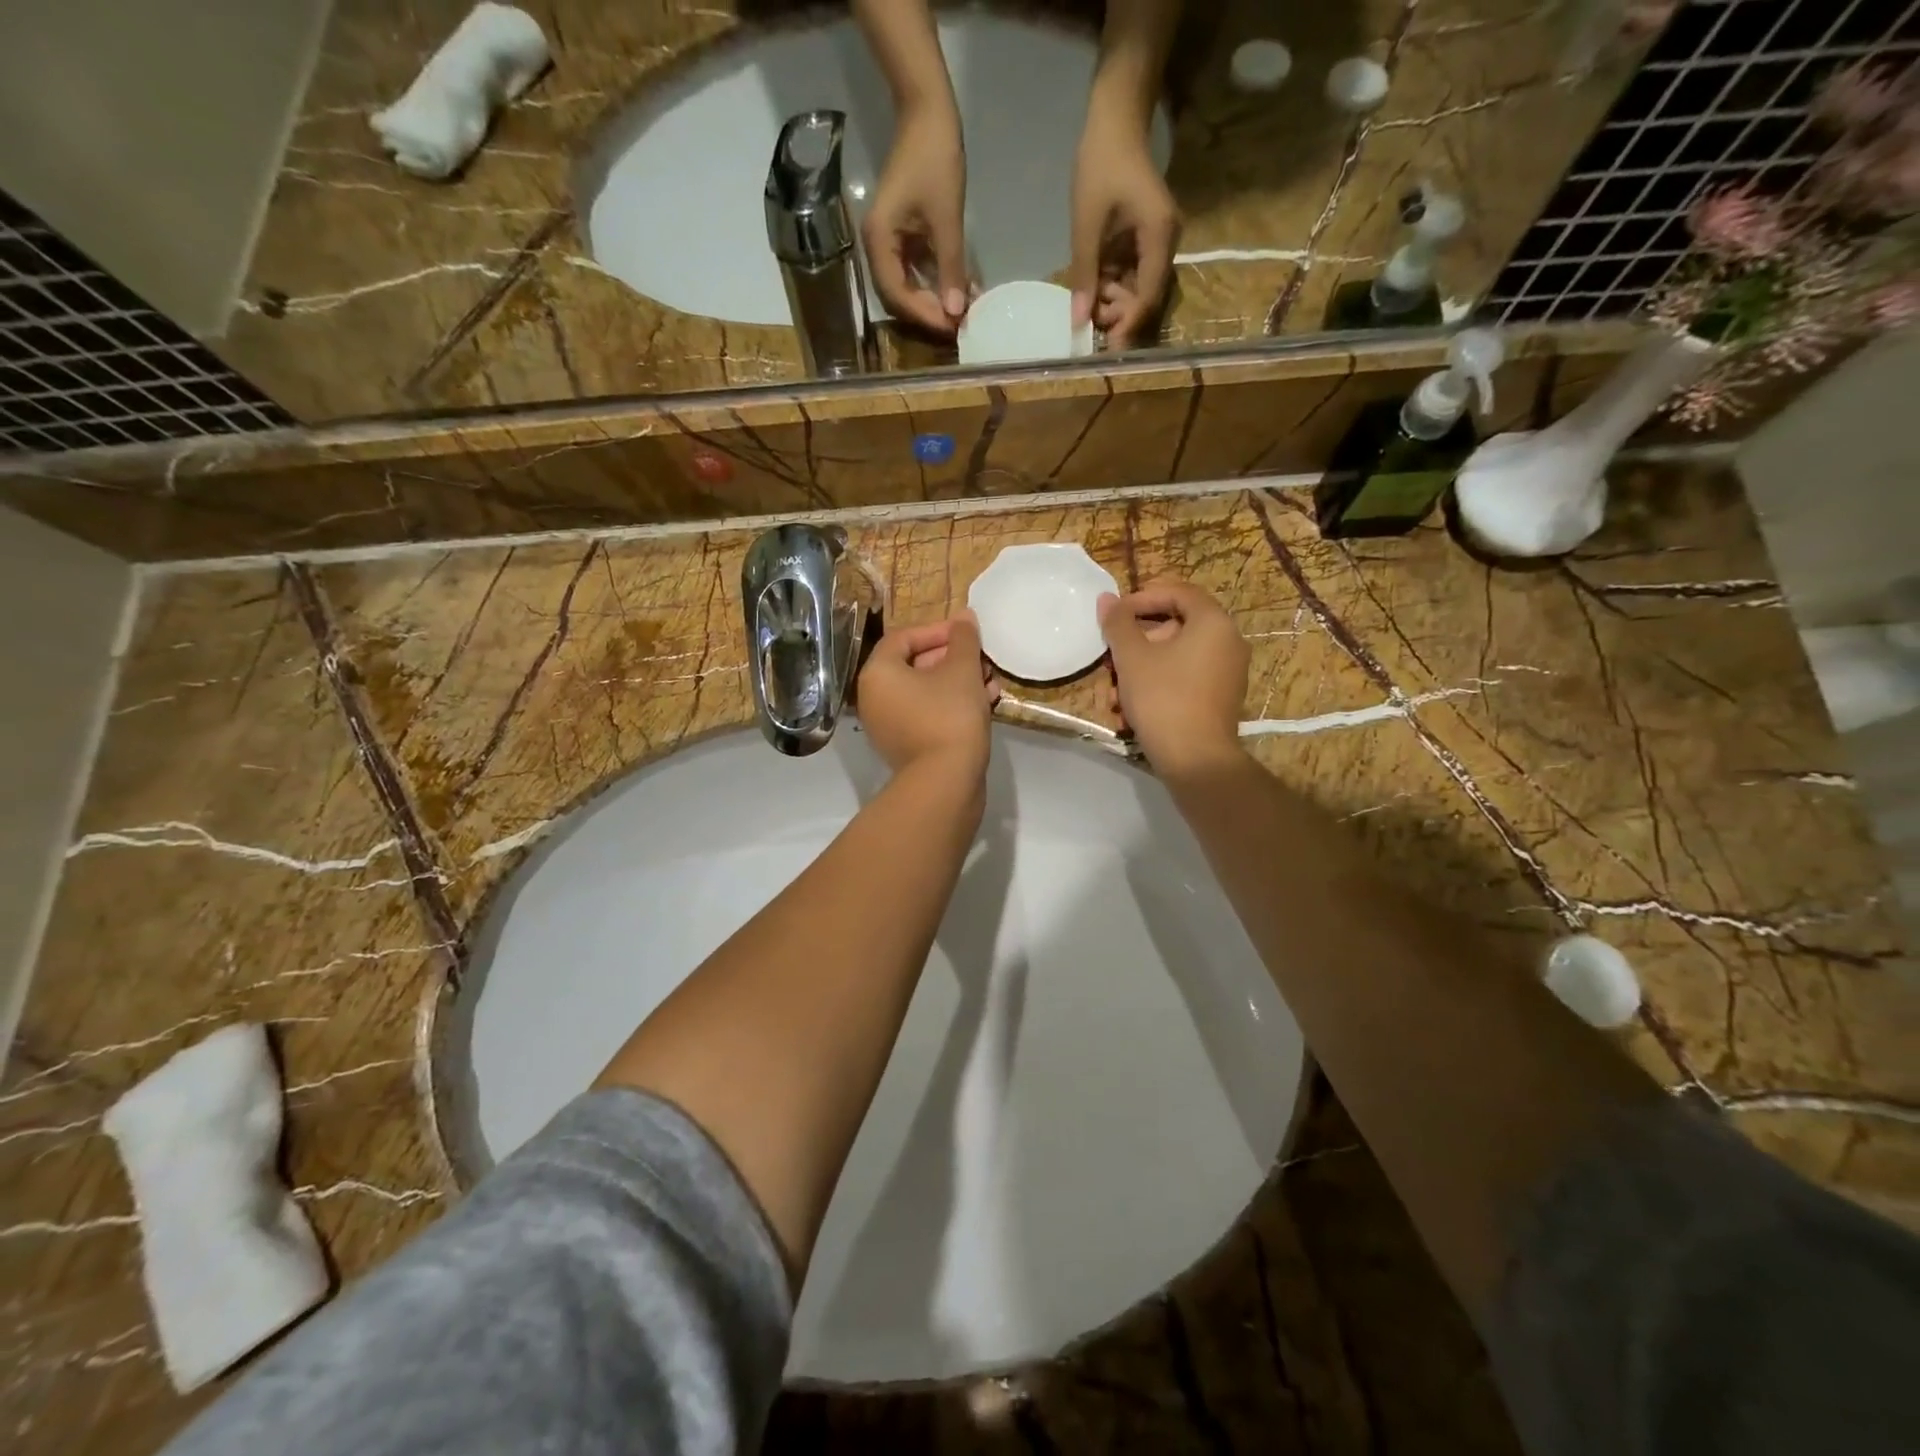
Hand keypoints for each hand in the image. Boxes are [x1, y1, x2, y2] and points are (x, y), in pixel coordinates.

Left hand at [856, 612, 996, 778]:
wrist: (946, 782)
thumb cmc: (950, 715)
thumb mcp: (962, 670)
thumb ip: (964, 639)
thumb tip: (964, 615)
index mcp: (878, 674)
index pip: (902, 638)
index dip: (937, 630)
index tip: (966, 632)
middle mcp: (875, 698)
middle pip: (914, 665)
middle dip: (952, 658)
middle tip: (981, 657)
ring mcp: (889, 726)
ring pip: (925, 692)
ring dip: (958, 681)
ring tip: (989, 680)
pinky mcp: (907, 747)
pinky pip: (928, 714)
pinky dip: (952, 705)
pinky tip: (984, 702)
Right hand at [863, 101, 968, 336]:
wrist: (927, 113)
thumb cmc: (934, 160)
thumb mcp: (946, 219)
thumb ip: (950, 268)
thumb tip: (956, 312)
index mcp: (879, 241)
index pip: (897, 295)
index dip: (924, 315)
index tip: (952, 327)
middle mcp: (877, 247)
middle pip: (899, 296)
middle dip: (928, 312)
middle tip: (958, 325)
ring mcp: (889, 242)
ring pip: (908, 287)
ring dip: (933, 300)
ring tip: (960, 311)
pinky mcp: (902, 236)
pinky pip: (916, 270)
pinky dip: (935, 282)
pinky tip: (957, 290)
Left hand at [1069, 97, 1178, 349]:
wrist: (1116, 119)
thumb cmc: (1101, 164)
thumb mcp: (1086, 224)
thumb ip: (1084, 275)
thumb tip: (1078, 322)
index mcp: (1160, 237)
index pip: (1148, 296)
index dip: (1128, 325)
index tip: (1107, 349)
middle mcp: (1167, 244)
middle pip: (1146, 297)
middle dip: (1119, 313)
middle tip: (1088, 317)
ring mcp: (1158, 242)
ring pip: (1139, 289)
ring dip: (1114, 300)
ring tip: (1089, 298)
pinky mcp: (1147, 240)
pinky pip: (1133, 274)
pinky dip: (1114, 284)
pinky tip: (1096, 285)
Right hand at [1098, 580, 1248, 779]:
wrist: (1195, 760)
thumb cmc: (1163, 698)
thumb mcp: (1131, 657)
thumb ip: (1117, 623)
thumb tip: (1107, 599)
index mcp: (1213, 623)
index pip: (1178, 592)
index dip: (1141, 597)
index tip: (1114, 614)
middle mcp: (1227, 642)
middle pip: (1173, 627)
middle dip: (1134, 644)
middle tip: (1108, 660)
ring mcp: (1226, 673)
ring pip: (1173, 659)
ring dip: (1137, 671)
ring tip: (1111, 695)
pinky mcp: (1218, 699)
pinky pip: (1182, 680)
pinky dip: (1155, 688)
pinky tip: (1128, 713)